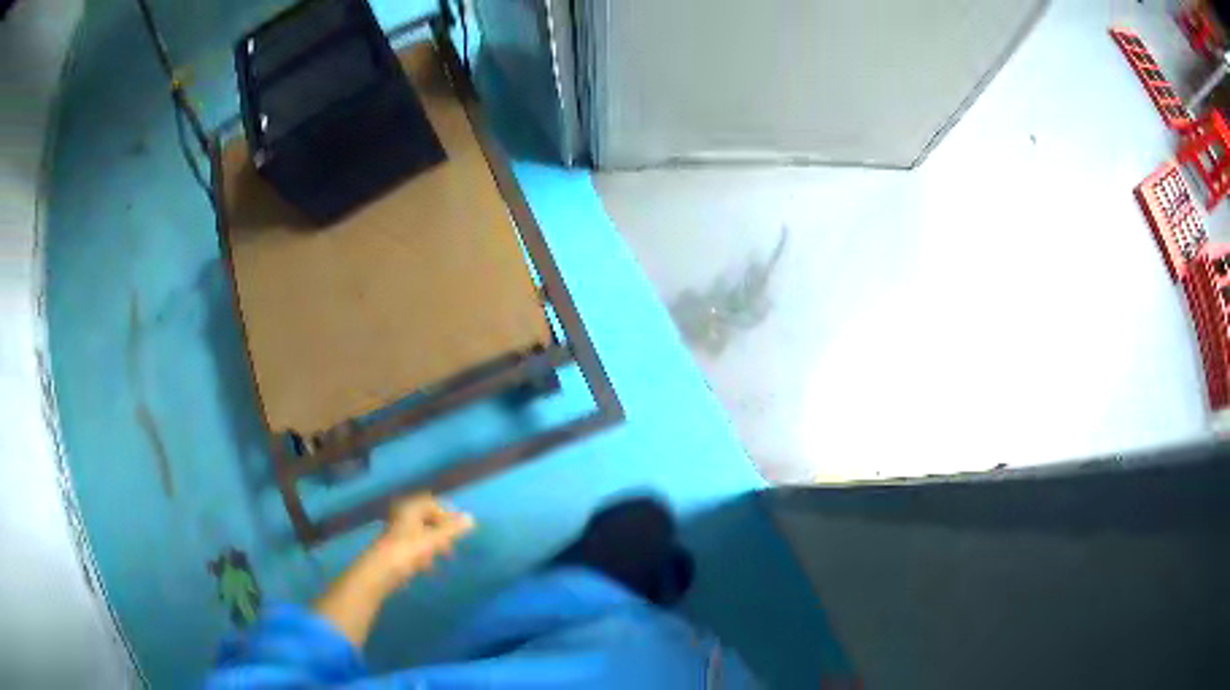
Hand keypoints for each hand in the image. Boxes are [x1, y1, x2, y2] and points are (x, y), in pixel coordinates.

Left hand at [370, 494, 474, 586]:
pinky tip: (428, 567)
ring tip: (444, 556)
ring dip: (434, 543)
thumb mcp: (432, 540)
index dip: (446, 512)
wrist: (379, 573)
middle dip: (441, 530)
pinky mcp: (395, 551)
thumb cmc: (406, 551)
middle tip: (454, 542)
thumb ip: (452, 530)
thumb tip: (472, 518)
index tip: (459, 526)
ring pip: (420, 534)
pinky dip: (424, 554)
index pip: (430, 503)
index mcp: (409, 510)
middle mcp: (402, 518)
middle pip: (426, 518)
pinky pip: (414, 547)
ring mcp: (397, 535)